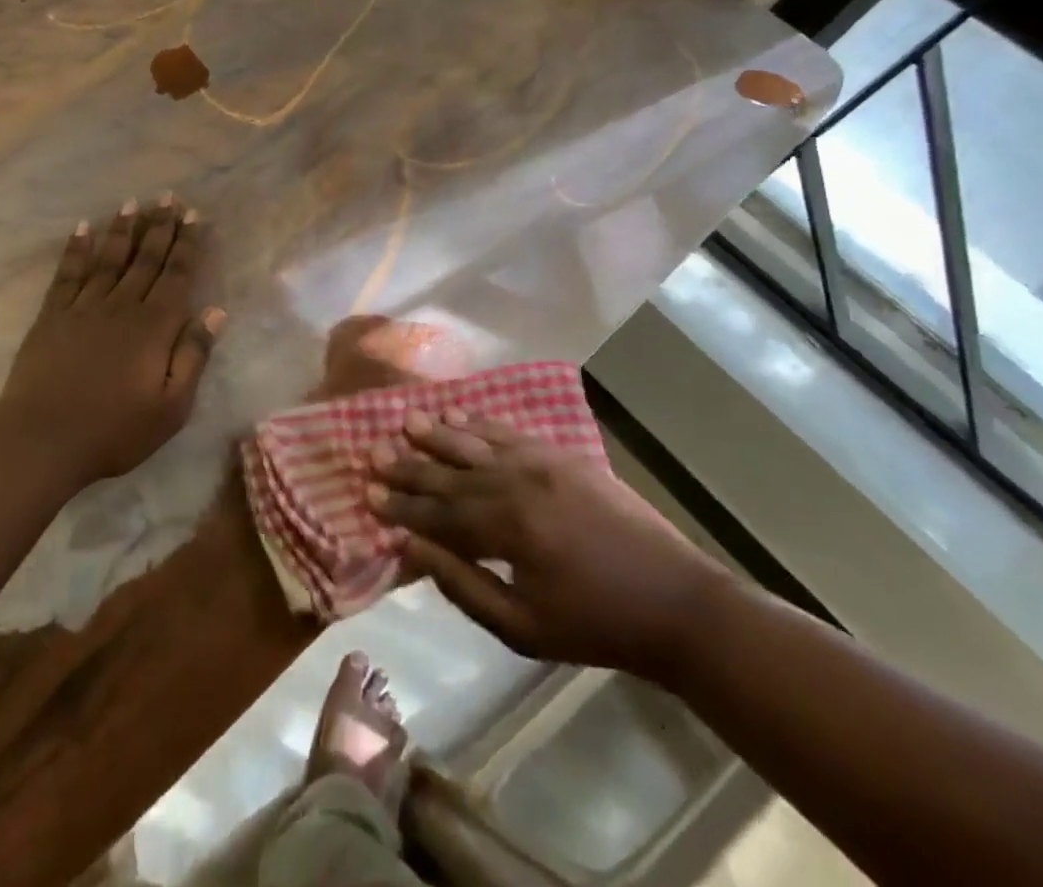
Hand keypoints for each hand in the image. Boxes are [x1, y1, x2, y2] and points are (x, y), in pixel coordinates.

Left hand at [0, 197, 223, 486]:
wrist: (44, 440)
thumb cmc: (116, 430)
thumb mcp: (172, 406)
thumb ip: (193, 356)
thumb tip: (216, 312)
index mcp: (154, 327)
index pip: (177, 275)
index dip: (187, 244)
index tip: (194, 216)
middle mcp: (122, 307)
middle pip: (145, 259)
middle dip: (159, 226)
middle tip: (168, 197)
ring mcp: (84, 308)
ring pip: (109, 259)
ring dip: (122, 230)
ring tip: (132, 203)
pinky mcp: (52, 317)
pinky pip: (68, 274)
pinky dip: (76, 250)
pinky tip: (82, 229)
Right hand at [369, 413, 735, 684]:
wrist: (674, 601)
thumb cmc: (594, 625)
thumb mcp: (522, 628)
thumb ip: (462, 585)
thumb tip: (411, 549)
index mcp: (506, 529)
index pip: (438, 514)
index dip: (401, 508)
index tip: (367, 495)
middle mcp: (516, 484)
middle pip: (451, 473)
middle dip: (410, 466)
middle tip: (373, 453)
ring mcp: (541, 463)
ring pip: (476, 442)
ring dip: (438, 434)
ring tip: (406, 420)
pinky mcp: (562, 455)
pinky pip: (510, 432)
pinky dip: (481, 422)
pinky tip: (459, 414)